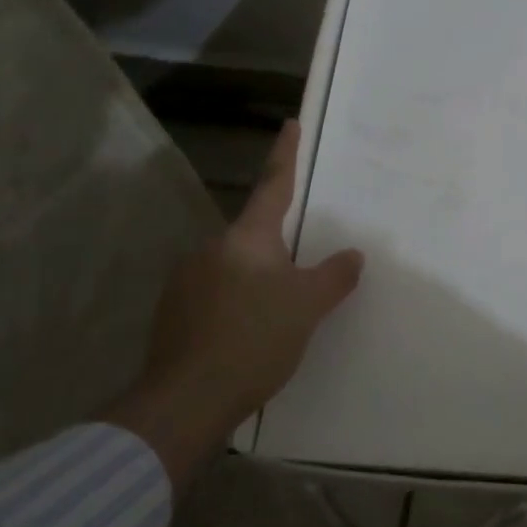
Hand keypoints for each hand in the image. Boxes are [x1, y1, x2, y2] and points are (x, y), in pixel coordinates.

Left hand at [106, 119, 363, 486]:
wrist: (185, 401)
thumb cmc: (254, 339)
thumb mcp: (307, 306)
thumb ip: (334, 276)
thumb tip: (353, 254)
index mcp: (247, 238)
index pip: (272, 186)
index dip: (285, 155)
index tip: (289, 124)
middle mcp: (212, 250)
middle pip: (254, 235)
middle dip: (279, 246)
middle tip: (303, 270)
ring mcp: (186, 282)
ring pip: (234, 268)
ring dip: (257, 281)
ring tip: (279, 315)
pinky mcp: (173, 315)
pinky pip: (216, 297)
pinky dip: (236, 306)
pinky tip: (249, 336)